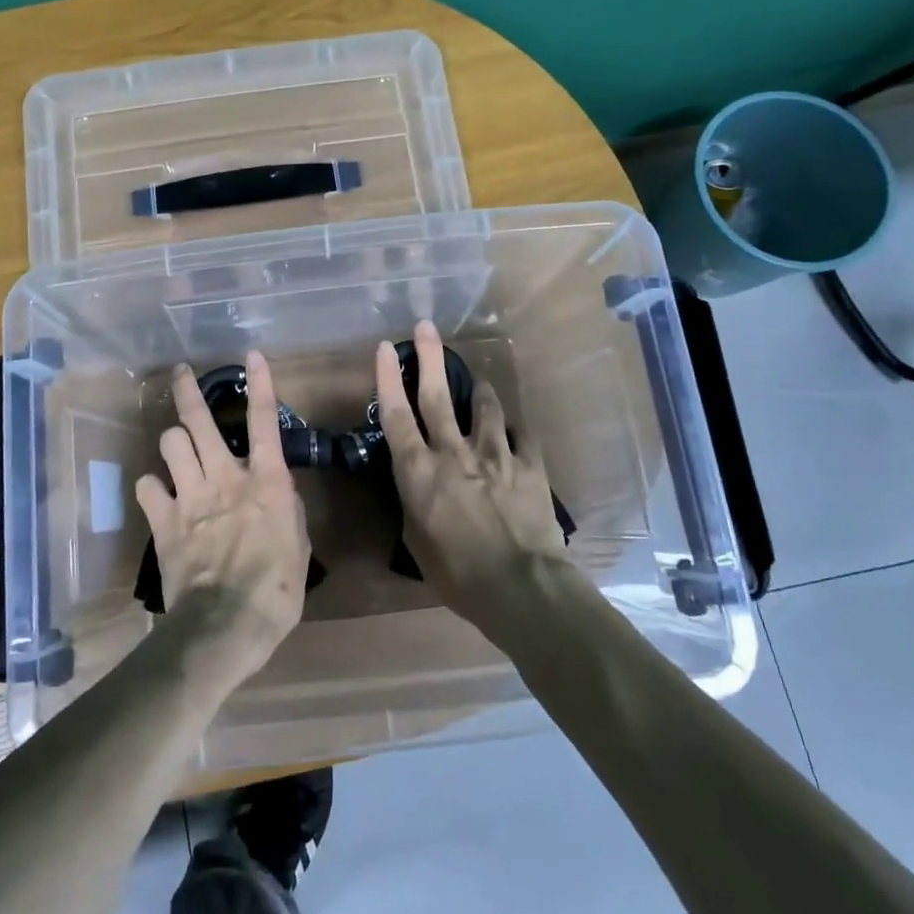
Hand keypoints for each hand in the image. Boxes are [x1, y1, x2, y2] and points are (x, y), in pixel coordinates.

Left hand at [136, 352, 311, 679]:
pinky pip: (147, 487)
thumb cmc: (277, 590)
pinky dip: (151, 487)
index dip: (260, 384)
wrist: (226, 624)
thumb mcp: (299, 545)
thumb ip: (286, 509)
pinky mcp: (164, 522)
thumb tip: (278, 491)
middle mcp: (225, 478)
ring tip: (177, 447)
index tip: (251, 355)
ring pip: (171, 444)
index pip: (264, 421)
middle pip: (201, 422)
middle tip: (181, 373)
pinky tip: (157, 494)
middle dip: (189, 392)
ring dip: (174, 441)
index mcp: (266, 482)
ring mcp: (190, 497)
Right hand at [375, 321, 569, 628]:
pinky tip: (516, 433)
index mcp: (418, 472)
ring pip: (484, 407)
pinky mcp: (529, 465)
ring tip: (480, 381)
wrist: (520, 587)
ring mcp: (494, 454)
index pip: (397, 416)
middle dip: (430, 357)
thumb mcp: (418, 542)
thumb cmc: (457, 574)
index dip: (388, 379)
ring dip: (480, 389)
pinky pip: (522, 436)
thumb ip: (416, 505)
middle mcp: (453, 452)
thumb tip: (419, 490)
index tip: (384, 348)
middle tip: (427, 327)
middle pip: (438, 395)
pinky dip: (515, 433)